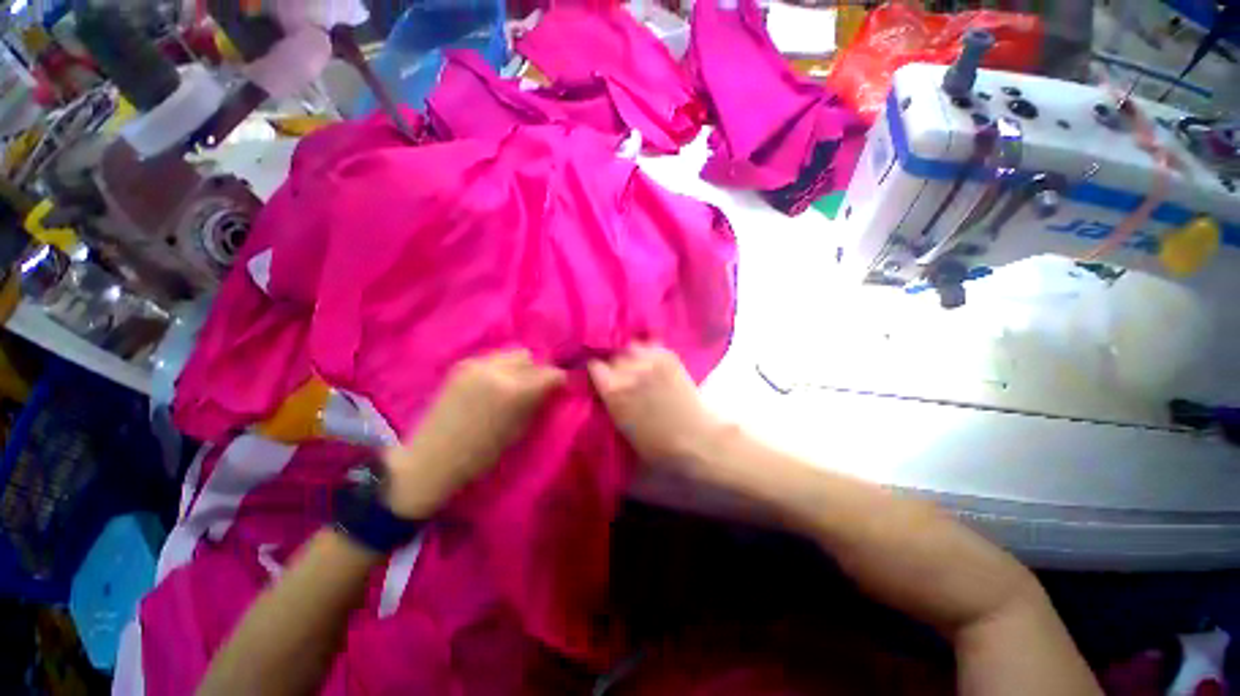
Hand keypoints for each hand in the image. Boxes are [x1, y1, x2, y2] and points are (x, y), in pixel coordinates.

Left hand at [384, 350, 564, 517]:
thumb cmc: (480, 455)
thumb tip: (552, 389)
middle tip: (536, 386)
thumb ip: (537, 404)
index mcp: (514, 391)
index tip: (560, 388)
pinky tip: (493, 385)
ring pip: (512, 352)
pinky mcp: (461, 365)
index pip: (550, 373)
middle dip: (538, 369)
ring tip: (514, 384)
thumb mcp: (518, 432)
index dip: (559, 380)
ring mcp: (475, 364)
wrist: (431, 459)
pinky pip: (492, 358)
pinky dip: (500, 367)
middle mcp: (496, 370)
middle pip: (531, 356)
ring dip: (519, 366)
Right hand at [588, 343, 719, 465]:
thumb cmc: (656, 445)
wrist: (695, 438)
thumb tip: (604, 389)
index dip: (596, 370)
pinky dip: (649, 350)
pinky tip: (651, 361)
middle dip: (613, 363)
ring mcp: (651, 360)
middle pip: (613, 355)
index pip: (594, 365)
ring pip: (631, 346)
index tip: (599, 376)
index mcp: (614, 391)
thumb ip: (610, 402)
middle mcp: (629, 370)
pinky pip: (652, 344)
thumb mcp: (622, 427)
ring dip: (631, 354)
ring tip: (636, 365)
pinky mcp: (669, 357)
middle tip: (620, 374)